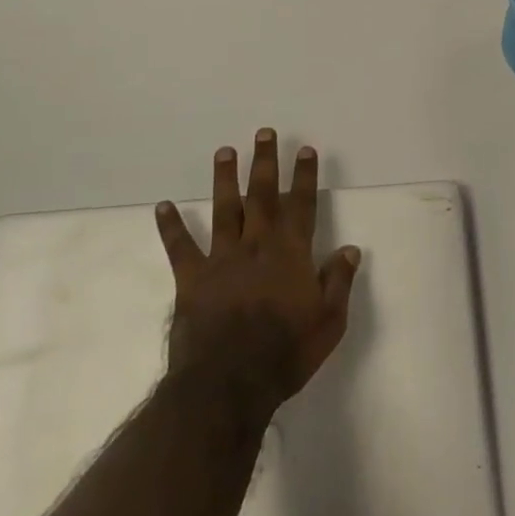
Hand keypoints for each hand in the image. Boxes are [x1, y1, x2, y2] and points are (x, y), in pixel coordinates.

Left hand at [155, 130, 361, 419]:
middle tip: (263, 132)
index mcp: (291, 253)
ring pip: (225, 209)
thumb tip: (351, 249)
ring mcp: (222, 258)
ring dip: (225, 179)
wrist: (229, 383)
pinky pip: (180, 247)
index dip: (304, 176)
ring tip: (224, 151)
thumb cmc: (285, 353)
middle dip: (265, 162)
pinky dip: (171, 226)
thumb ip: (339, 282)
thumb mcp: (329, 322)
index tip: (305, 149)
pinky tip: (163, 206)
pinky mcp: (192, 278)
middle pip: (263, 195)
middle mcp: (257, 245)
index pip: (302, 205)